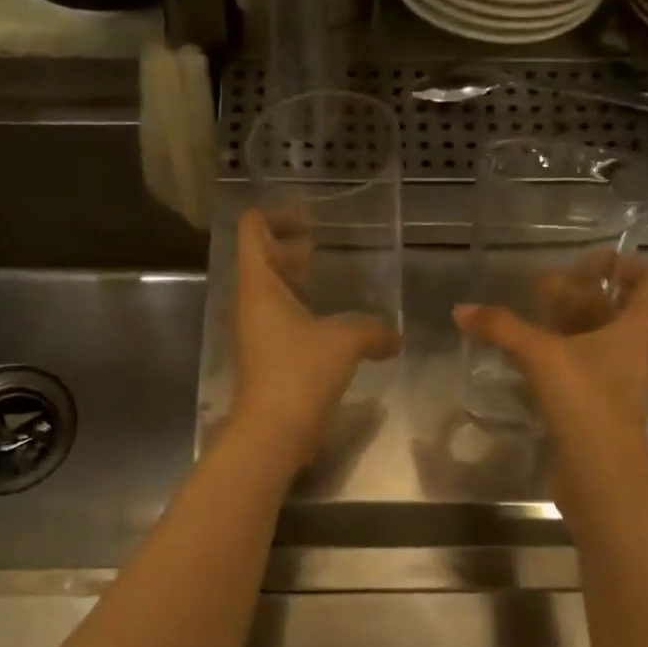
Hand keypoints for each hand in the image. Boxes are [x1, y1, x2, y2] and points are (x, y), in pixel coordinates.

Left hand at [233, 209, 400, 469]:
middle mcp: (252, 304)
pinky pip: (282, 320)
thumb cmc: (300, 373)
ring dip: (296, 280)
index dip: (277, 215)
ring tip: (330, 278)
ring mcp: (257, 332)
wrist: (273, 431)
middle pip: (261, 258)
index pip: (252, 230)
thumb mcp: (344, 342)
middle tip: (322, 246)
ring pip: (272, 292)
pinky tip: (334, 322)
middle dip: (289, 247)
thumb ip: (372, 330)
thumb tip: (395, 336)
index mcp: (259, 286)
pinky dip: (303, 310)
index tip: (310, 218)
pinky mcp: (267, 357)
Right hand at [453, 255, 647, 458]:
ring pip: (595, 343)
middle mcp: (631, 354)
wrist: (601, 476)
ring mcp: (615, 384)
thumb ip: (502, 328)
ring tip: (529, 316)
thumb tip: (461, 310)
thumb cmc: (586, 403)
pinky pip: (580, 370)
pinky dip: (557, 357)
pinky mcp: (596, 409)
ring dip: (567, 326)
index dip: (626, 266)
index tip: (591, 260)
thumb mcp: (541, 356)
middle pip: (615, 312)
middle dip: (581, 295)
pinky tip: (526, 359)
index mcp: (636, 332)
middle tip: (542, 286)